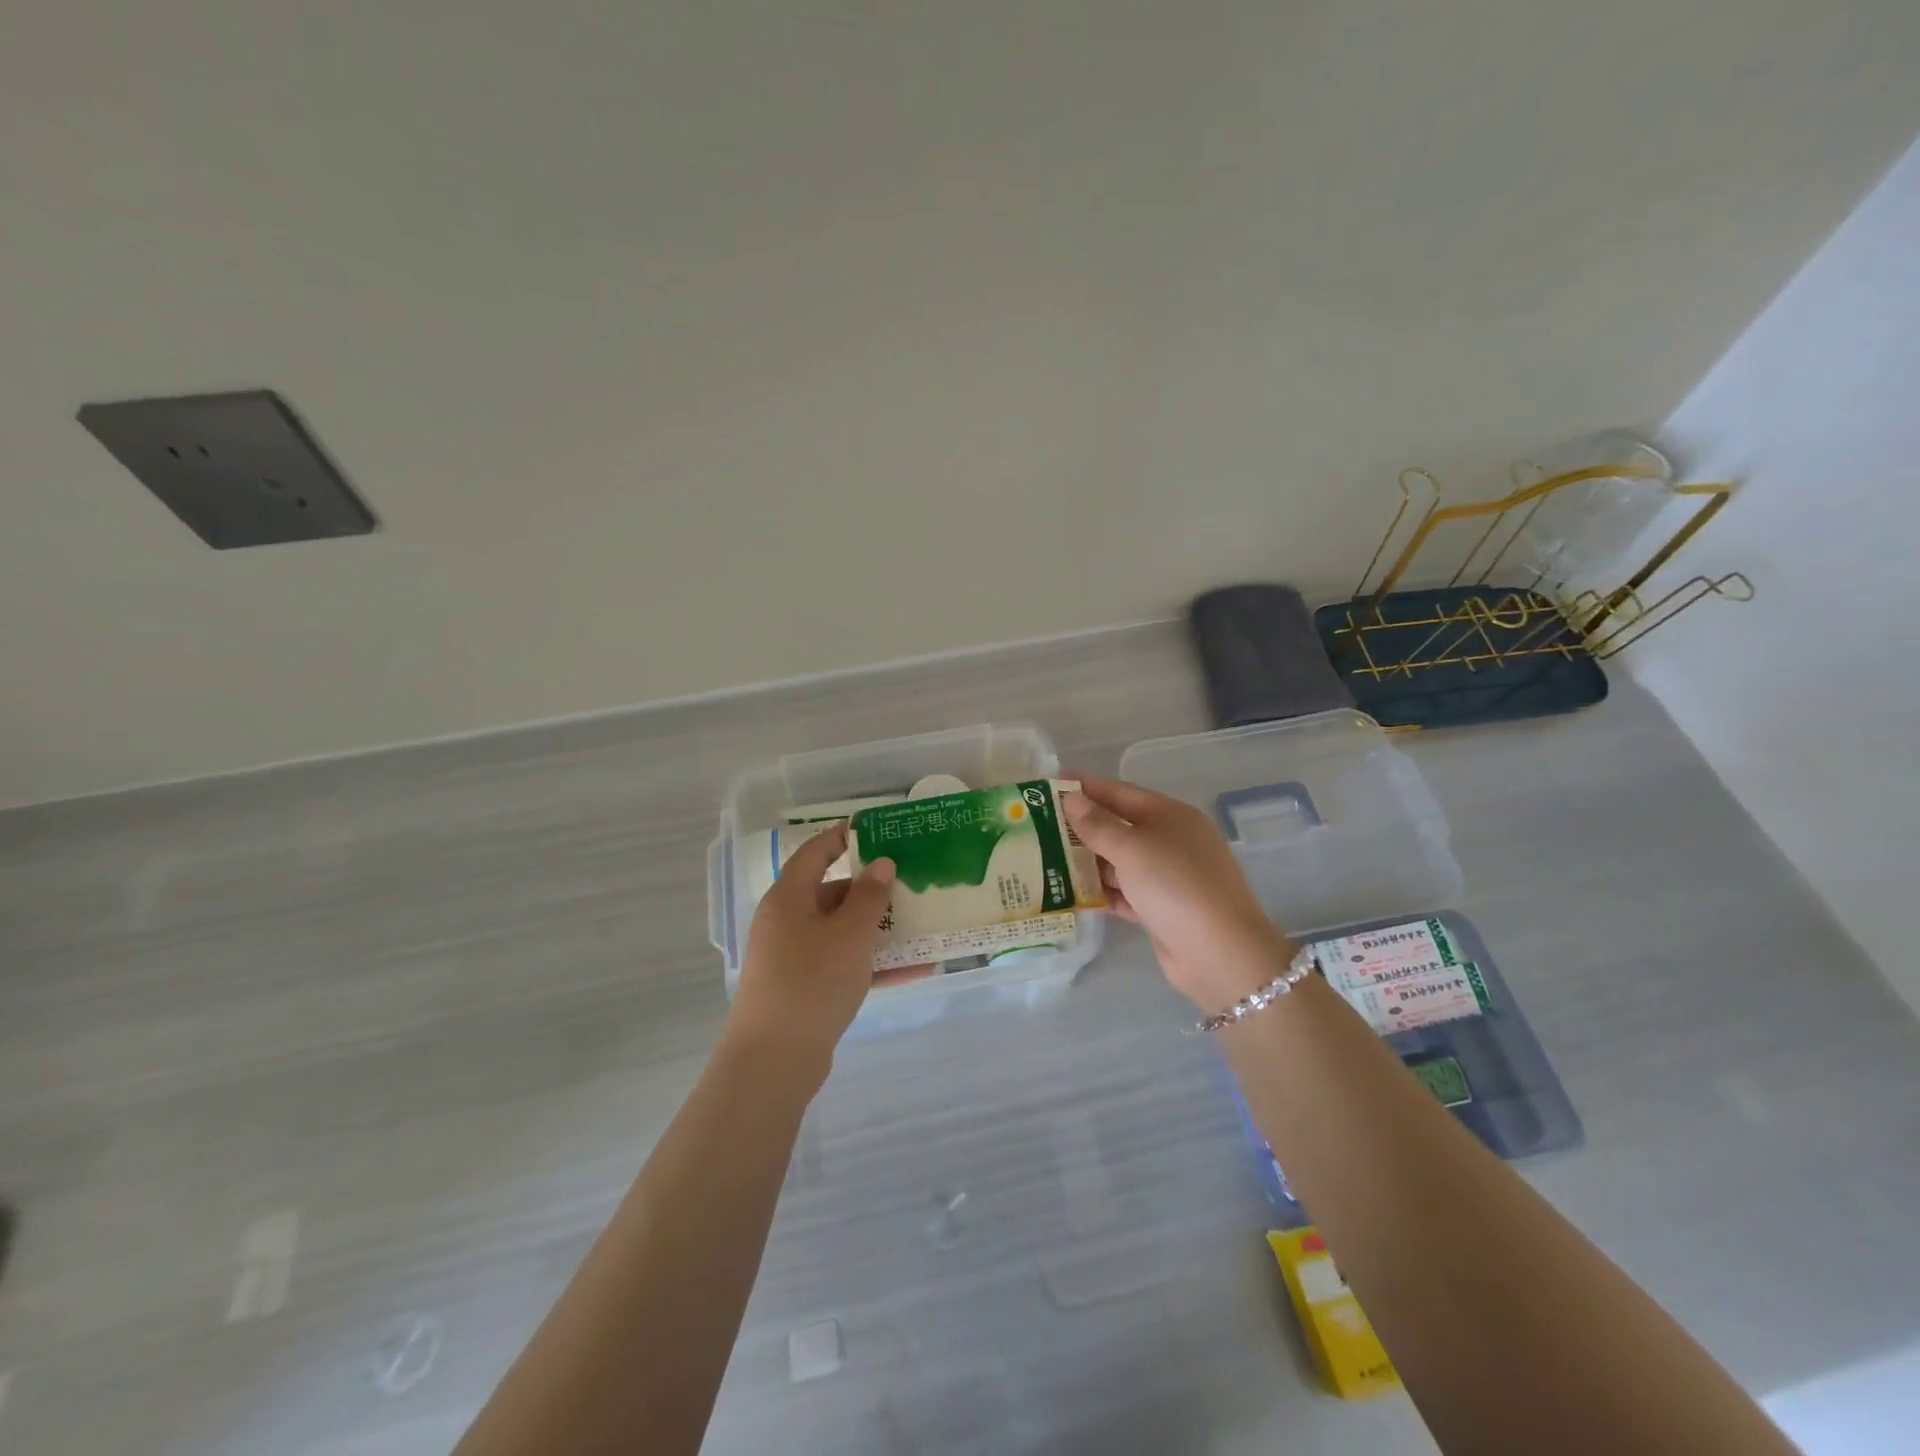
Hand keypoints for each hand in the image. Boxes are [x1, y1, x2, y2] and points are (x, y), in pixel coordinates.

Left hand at [728, 823, 896, 1068]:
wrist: (774, 1059)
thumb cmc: (812, 980)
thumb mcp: (850, 933)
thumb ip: (870, 897)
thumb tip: (881, 864)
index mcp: (789, 898)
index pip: (814, 853)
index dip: (840, 838)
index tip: (872, 829)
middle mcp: (786, 923)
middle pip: (831, 894)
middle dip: (870, 890)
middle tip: (908, 884)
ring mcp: (793, 958)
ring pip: (840, 932)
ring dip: (877, 930)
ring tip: (918, 925)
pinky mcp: (803, 990)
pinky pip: (842, 965)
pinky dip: (872, 964)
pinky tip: (912, 970)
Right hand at [1064, 774, 1292, 1012]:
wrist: (1220, 952)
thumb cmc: (1175, 884)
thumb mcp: (1132, 848)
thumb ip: (1098, 825)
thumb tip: (1071, 800)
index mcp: (1170, 816)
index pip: (1121, 792)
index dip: (1087, 786)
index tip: (1052, 781)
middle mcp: (1170, 841)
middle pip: (1119, 826)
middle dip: (1082, 825)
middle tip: (1039, 822)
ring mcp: (1167, 877)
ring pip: (1118, 861)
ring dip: (1087, 859)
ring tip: (1044, 855)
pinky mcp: (1160, 910)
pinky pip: (1123, 892)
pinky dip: (1100, 891)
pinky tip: (1069, 891)